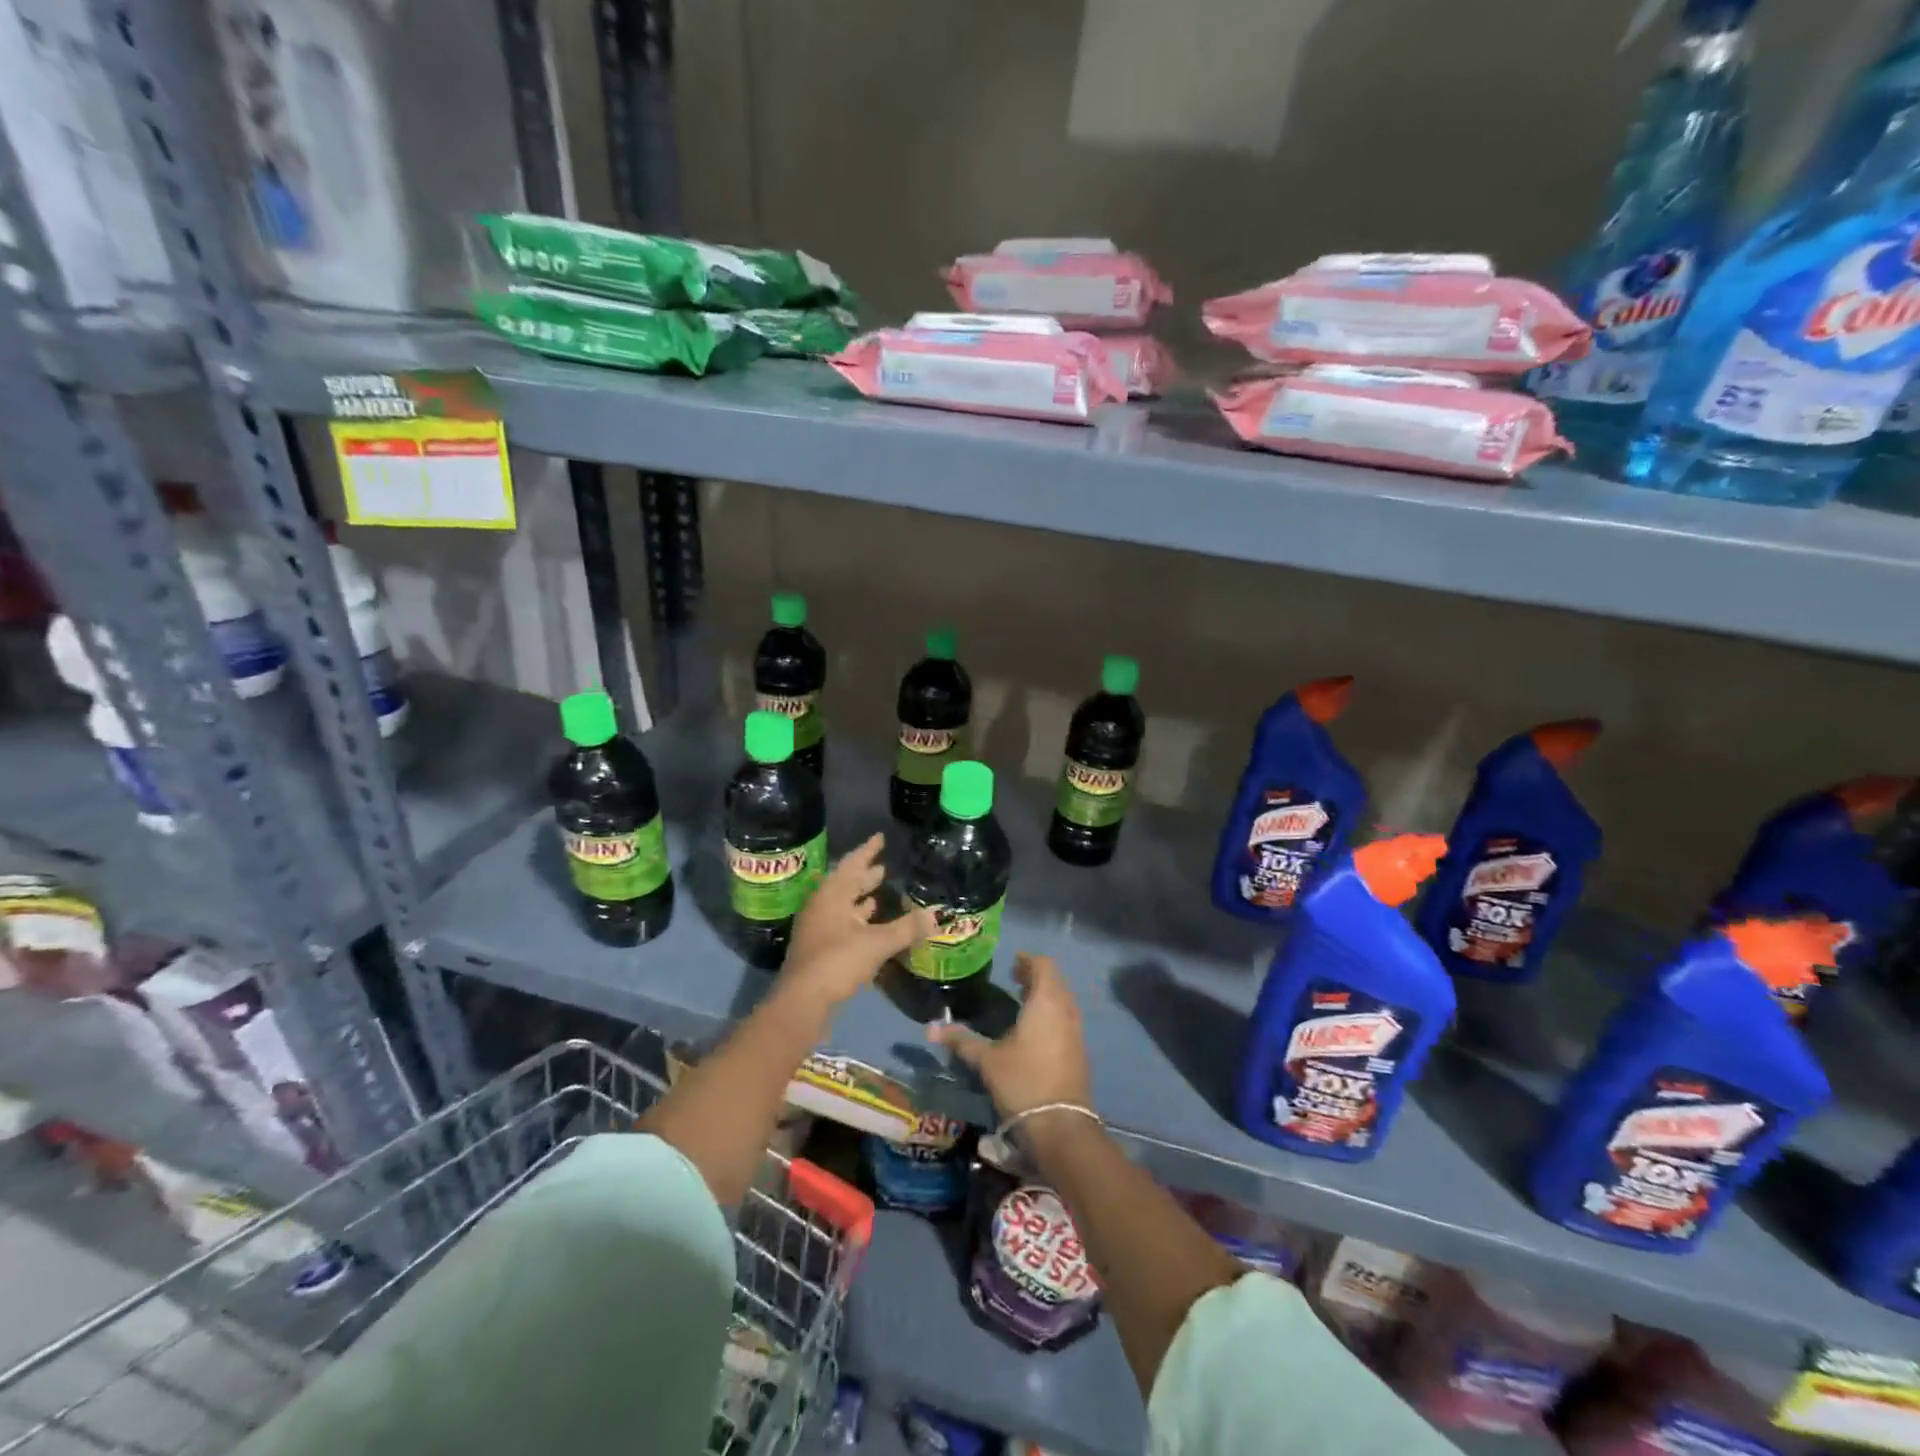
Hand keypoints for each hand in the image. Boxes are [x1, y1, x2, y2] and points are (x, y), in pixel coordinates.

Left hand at [781, 833, 935, 1007]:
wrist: (803, 1002)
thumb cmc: (837, 961)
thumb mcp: (877, 943)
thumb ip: (907, 928)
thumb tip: (937, 915)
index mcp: (831, 895)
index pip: (852, 864)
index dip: (868, 850)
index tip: (880, 837)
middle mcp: (822, 906)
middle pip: (845, 884)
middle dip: (865, 875)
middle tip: (884, 867)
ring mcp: (818, 929)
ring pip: (843, 906)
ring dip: (860, 899)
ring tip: (880, 893)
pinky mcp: (819, 950)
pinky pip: (842, 925)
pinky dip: (858, 921)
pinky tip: (871, 926)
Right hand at [927, 954, 1091, 1116]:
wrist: (1061, 1125)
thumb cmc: (1023, 1081)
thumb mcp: (987, 1060)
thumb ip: (961, 1040)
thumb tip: (930, 1029)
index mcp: (1046, 1002)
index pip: (1043, 966)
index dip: (1028, 961)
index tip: (1011, 962)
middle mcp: (1065, 1011)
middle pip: (1054, 981)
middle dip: (1035, 976)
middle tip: (1013, 978)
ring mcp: (1075, 1031)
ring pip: (1062, 1001)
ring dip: (1045, 995)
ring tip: (1022, 999)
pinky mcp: (1078, 1051)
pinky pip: (1065, 1018)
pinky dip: (1051, 1013)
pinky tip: (1034, 1029)